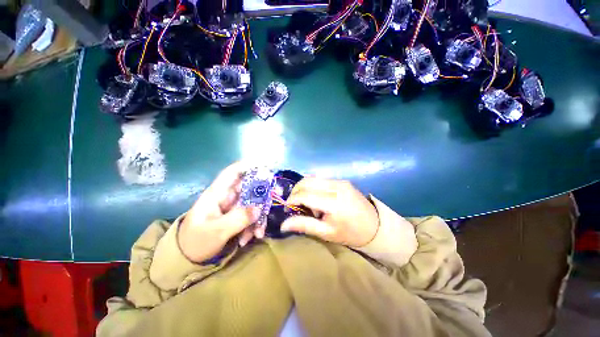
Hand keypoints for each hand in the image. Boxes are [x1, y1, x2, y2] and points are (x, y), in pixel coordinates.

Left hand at [178, 162, 261, 262]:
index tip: (264, 167)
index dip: (247, 166)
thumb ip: (237, 219)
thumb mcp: (216, 232)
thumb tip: (259, 208)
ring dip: (258, 216)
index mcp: (217, 194)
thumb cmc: (196, 242)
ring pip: (253, 203)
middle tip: (273, 199)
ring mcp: (233, 206)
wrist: (188, 258)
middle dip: (262, 195)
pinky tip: (251, 237)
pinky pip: (251, 215)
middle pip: (249, 187)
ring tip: (257, 233)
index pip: (232, 173)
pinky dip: (254, 225)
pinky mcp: (237, 216)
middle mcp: (227, 197)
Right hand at [281, 178, 378, 246]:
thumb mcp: (326, 233)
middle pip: (307, 181)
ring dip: (304, 188)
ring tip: (307, 203)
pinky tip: (317, 198)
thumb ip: (304, 225)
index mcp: (333, 202)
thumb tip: (282, 224)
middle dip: (296, 191)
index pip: (305, 195)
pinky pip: (321, 180)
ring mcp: (340, 181)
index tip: (286, 208)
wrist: (376, 226)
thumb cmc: (350, 233)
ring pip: (313, 178)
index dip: (292, 200)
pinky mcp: (342, 180)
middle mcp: (336, 186)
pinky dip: (313, 187)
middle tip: (294, 204)